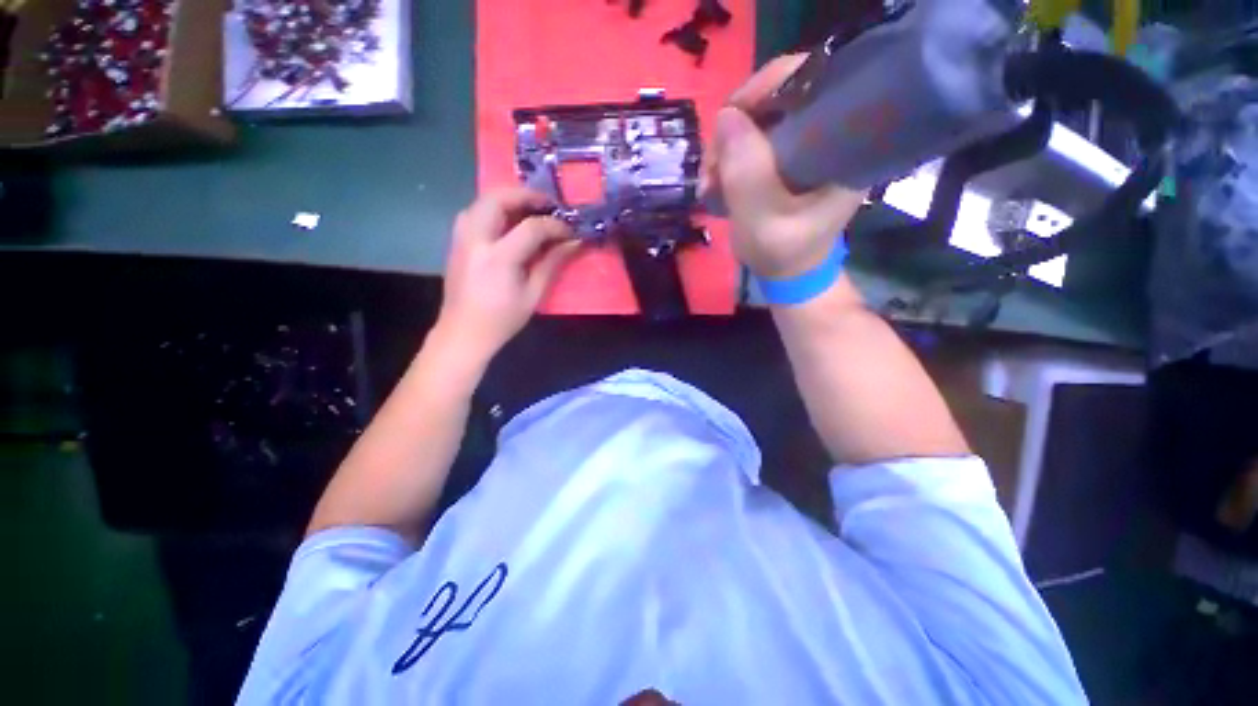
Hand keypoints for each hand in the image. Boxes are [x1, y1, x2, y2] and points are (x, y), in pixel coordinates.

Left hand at [437, 187, 580, 361]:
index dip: (554, 225)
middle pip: (498, 199)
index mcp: (498, 258)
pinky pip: (474, 212)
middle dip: (526, 196)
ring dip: (508, 198)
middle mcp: (475, 240)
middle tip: (548, 205)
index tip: (570, 230)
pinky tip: (508, 221)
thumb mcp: (533, 295)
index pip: (531, 227)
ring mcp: (461, 238)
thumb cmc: (502, 319)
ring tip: (530, 209)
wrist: (463, 333)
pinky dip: (494, 208)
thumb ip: (552, 264)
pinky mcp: (456, 242)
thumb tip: (574, 243)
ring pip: (482, 201)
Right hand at [700, 54, 866, 280]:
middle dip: (736, 127)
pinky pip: (754, 140)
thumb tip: (726, 115)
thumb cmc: (783, 253)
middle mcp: (829, 133)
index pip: (812, 81)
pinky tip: (716, 181)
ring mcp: (806, 145)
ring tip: (709, 183)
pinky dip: (730, 157)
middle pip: (779, 97)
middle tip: (711, 168)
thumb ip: (746, 172)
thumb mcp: (762, 219)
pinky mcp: (788, 158)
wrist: (789, 275)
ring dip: (726, 148)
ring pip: (760, 120)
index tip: (729, 120)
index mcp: (843, 143)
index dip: (767, 87)